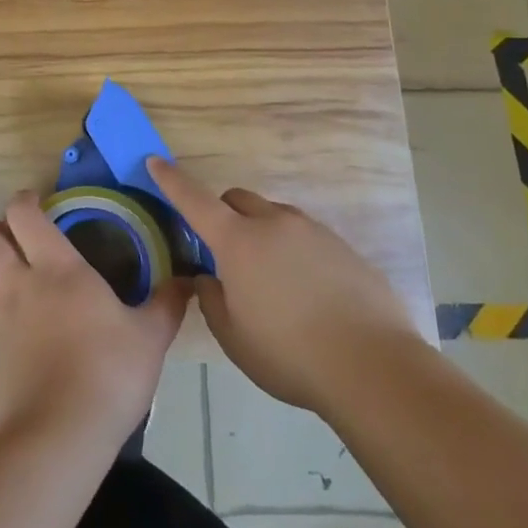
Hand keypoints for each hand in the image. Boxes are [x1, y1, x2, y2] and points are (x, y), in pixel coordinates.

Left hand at [0, 191, 187, 458]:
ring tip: (1, 279)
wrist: (56, 439)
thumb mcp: (150, 339)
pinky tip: (10, 339)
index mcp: (57, 268)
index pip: (23, 214)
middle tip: (15, 241)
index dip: (23, 201)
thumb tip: (188, 281)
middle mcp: (17, 284)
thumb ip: (166, 305)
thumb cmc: (108, 375)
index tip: (36, 203)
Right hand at [150, 157, 418, 413]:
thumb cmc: (289, 354)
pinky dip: (293, 252)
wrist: (372, 366)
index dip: (171, 180)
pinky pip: (305, 238)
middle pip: (237, 200)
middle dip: (223, 215)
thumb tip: (208, 279)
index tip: (155, 161)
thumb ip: (212, 301)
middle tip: (224, 253)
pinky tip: (307, 295)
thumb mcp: (234, 337)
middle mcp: (273, 223)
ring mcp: (312, 231)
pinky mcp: (342, 247)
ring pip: (274, 217)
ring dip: (261, 234)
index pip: (194, 199)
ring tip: (271, 282)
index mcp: (238, 241)